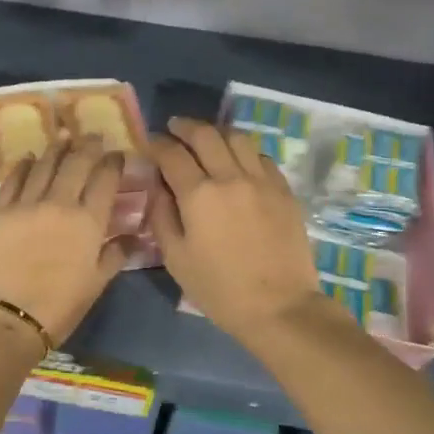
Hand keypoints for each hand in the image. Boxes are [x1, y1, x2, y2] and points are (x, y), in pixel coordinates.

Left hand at [0, 137, 128, 343]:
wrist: (7, 317)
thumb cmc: (59, 306)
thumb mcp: (97, 283)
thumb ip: (115, 254)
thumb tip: (133, 236)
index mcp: (88, 221)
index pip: (105, 179)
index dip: (113, 163)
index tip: (116, 155)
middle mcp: (59, 203)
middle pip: (76, 162)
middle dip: (87, 145)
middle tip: (92, 136)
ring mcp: (26, 204)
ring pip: (44, 164)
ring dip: (56, 149)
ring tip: (63, 138)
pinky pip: (13, 179)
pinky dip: (23, 165)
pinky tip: (28, 158)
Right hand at [147, 117, 323, 345]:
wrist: (279, 306)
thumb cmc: (219, 288)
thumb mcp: (175, 258)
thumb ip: (161, 216)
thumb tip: (157, 187)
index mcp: (199, 195)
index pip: (172, 154)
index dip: (156, 144)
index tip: (149, 143)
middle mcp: (231, 177)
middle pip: (205, 135)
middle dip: (185, 127)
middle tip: (175, 128)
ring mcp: (262, 180)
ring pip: (237, 138)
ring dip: (217, 132)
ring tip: (207, 138)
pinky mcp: (284, 190)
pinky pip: (261, 157)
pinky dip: (244, 151)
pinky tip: (238, 161)